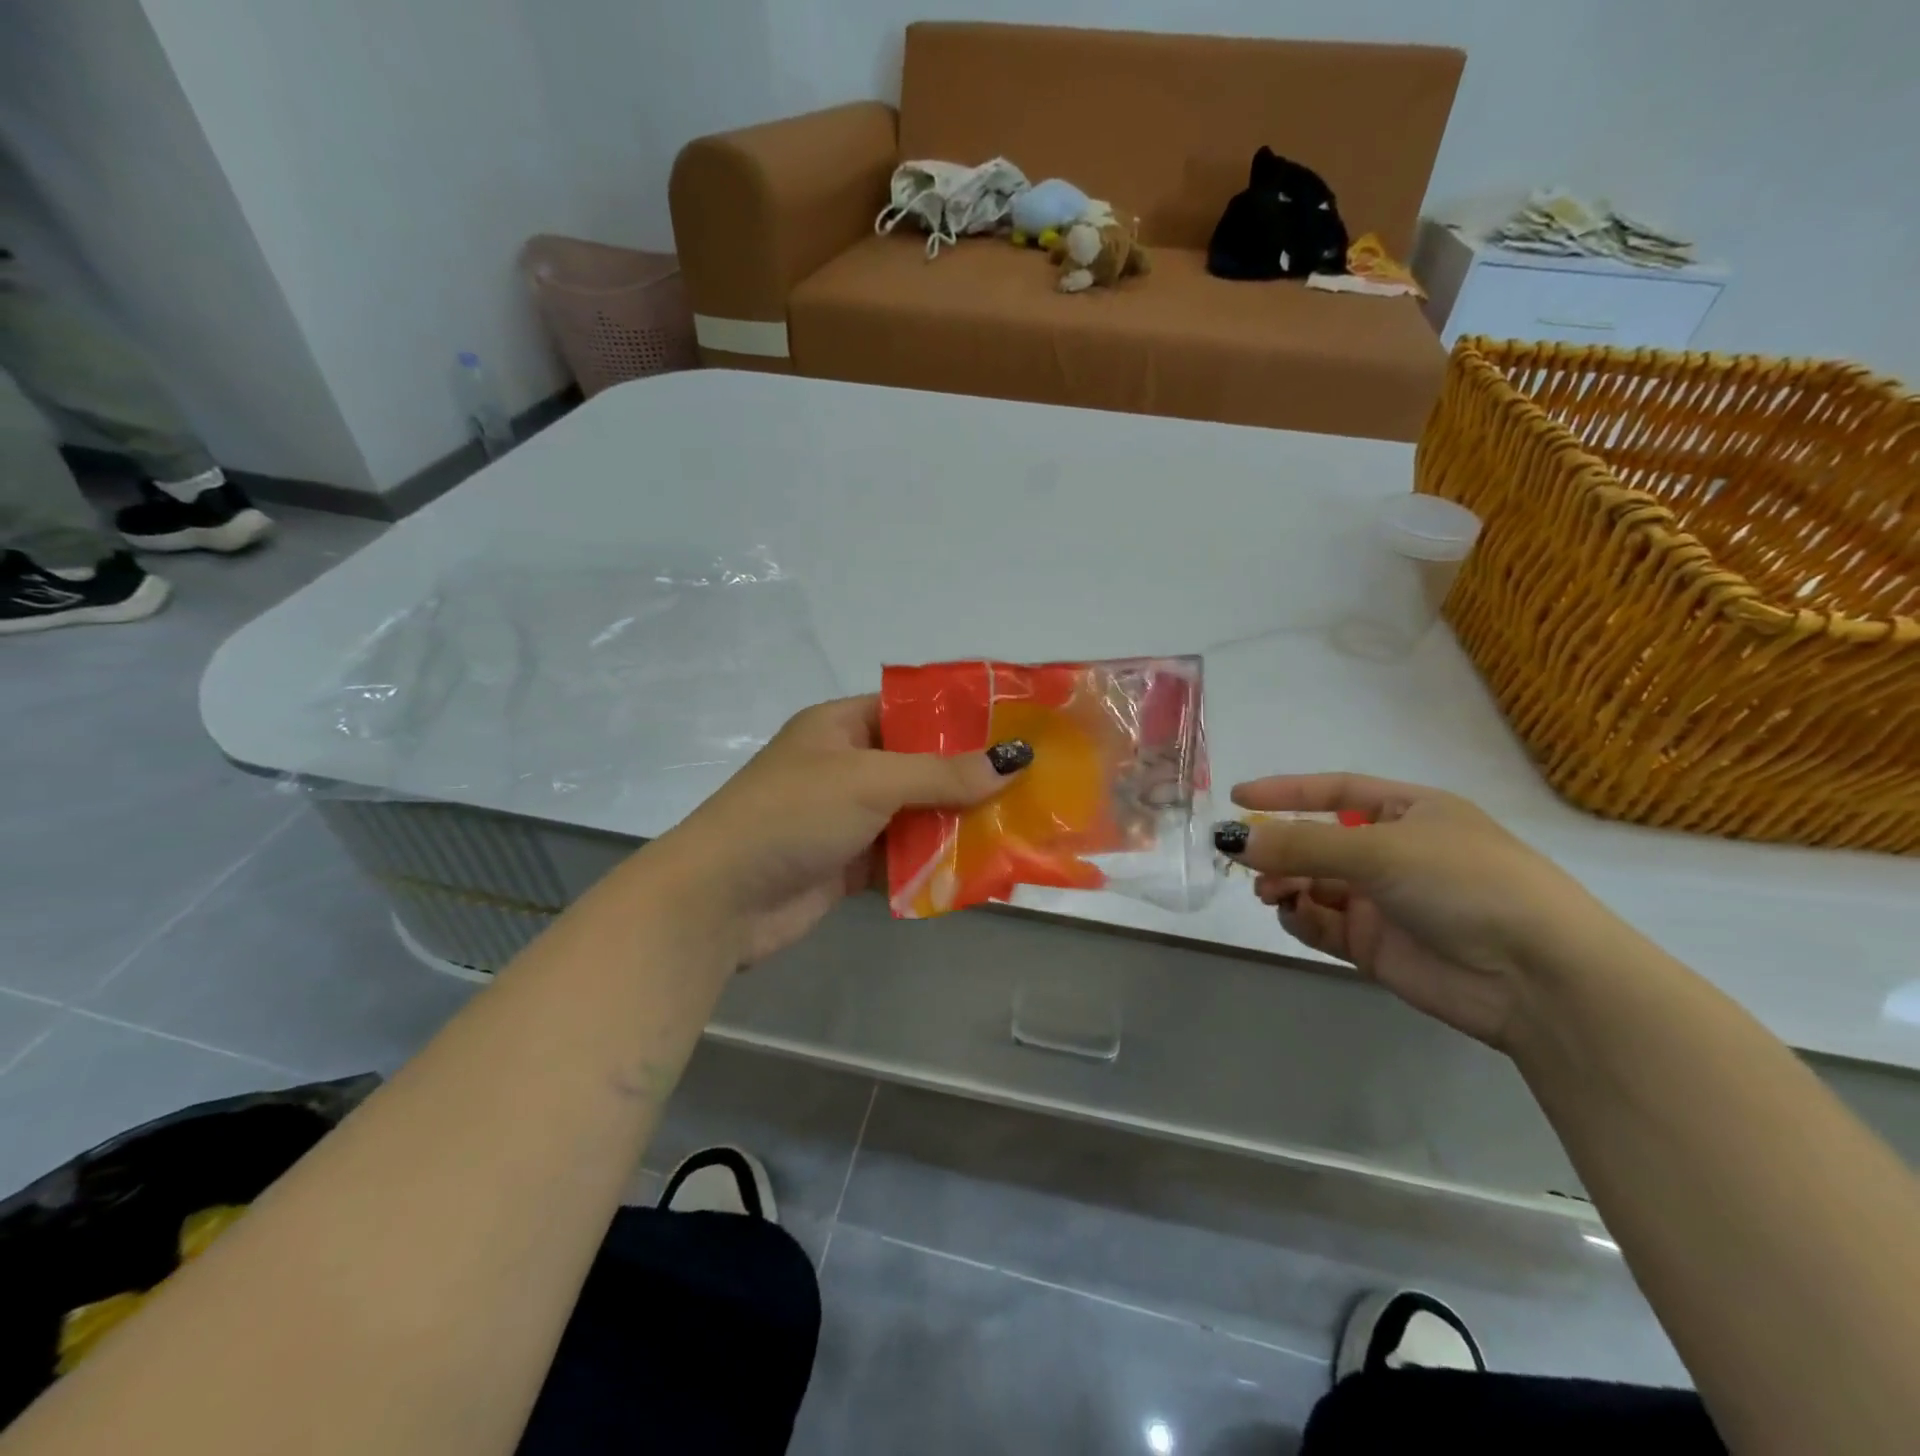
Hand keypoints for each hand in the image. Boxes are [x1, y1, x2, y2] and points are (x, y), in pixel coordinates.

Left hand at [649, 696, 1027, 965]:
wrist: (720, 899)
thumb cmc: (792, 815)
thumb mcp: (870, 782)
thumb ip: (942, 774)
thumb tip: (1013, 762)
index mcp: (842, 726)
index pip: (910, 710)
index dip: (960, 717)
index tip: (1014, 729)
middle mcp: (846, 766)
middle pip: (920, 765)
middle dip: (970, 778)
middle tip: (1031, 785)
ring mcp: (848, 817)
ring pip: (916, 815)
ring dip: (958, 825)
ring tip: (1021, 830)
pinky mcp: (849, 864)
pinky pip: (904, 858)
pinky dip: (935, 864)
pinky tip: (981, 872)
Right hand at [1216, 774, 1599, 1050]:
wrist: (1538, 978)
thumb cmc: (1465, 883)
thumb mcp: (1381, 849)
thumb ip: (1302, 845)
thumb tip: (1234, 839)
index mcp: (1409, 812)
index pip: (1335, 791)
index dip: (1286, 792)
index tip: (1237, 797)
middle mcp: (1394, 853)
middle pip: (1317, 842)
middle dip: (1280, 849)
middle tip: (1243, 860)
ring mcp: (1385, 901)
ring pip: (1314, 885)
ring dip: (1285, 884)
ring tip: (1270, 892)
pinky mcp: (1377, 946)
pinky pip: (1323, 924)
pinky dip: (1301, 918)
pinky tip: (1294, 915)